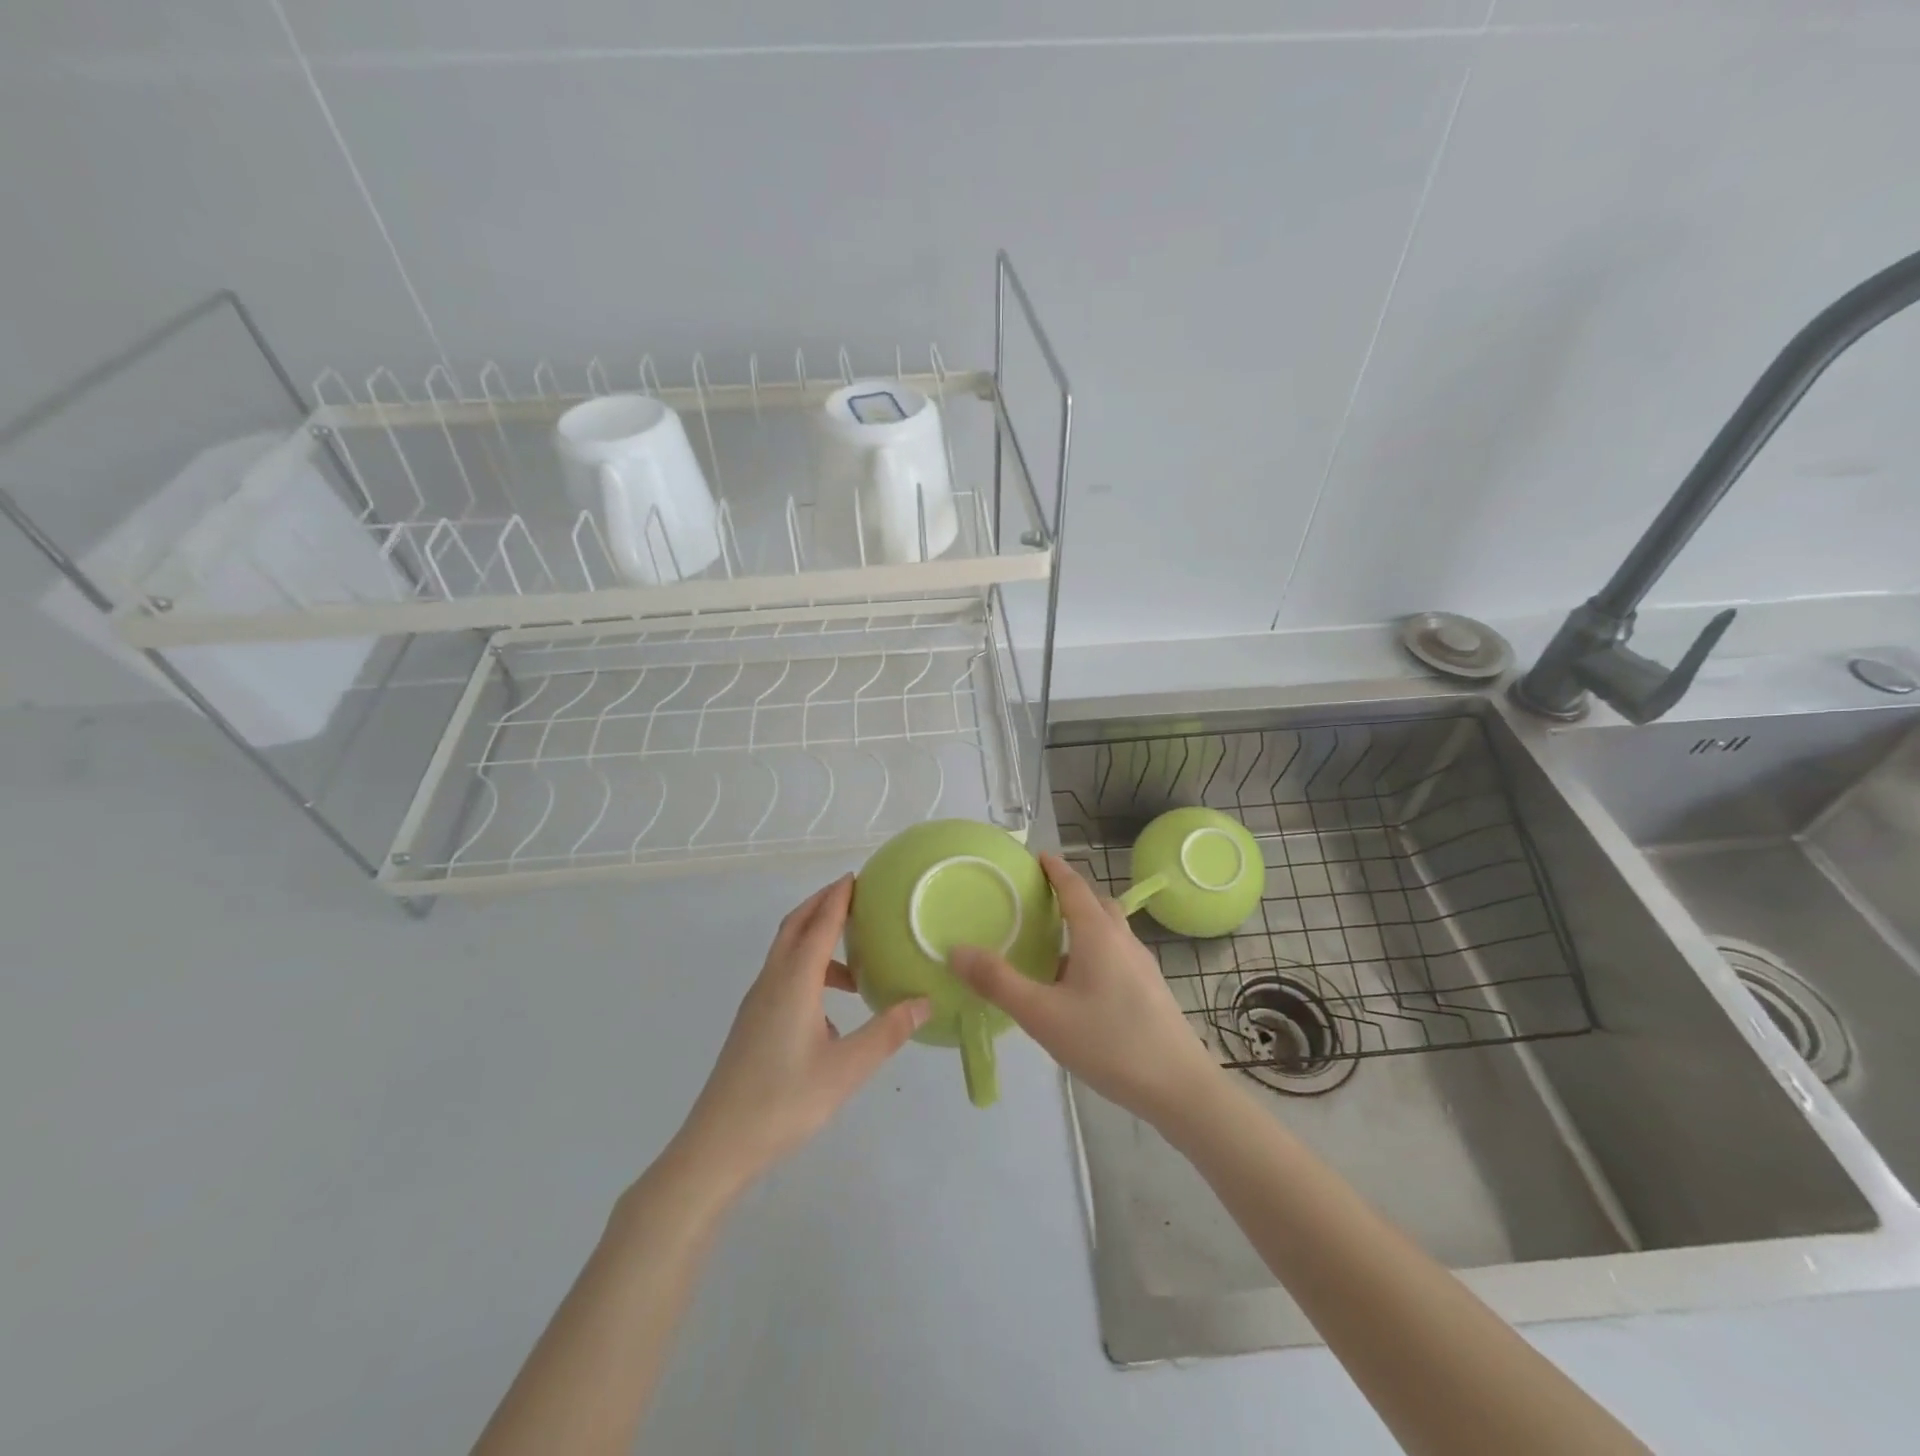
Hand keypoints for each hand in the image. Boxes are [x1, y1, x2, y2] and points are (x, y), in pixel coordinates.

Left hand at [672, 876, 929, 1196]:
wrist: (717, 1146)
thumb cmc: (784, 1102)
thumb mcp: (846, 1070)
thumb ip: (886, 1032)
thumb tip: (924, 1002)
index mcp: (793, 982)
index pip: (819, 924)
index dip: (838, 897)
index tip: (857, 876)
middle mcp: (771, 982)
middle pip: (795, 926)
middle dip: (822, 905)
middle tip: (855, 897)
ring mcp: (756, 1003)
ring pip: (787, 954)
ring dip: (816, 943)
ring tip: (855, 967)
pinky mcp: (752, 1024)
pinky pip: (782, 978)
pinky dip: (808, 972)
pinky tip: (830, 1013)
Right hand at [950, 852, 1218, 1127]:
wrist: (1179, 1088)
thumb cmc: (1109, 1042)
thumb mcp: (1043, 1015)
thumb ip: (998, 982)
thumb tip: (956, 950)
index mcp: (1098, 935)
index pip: (1074, 887)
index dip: (1055, 869)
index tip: (1037, 857)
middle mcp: (1123, 941)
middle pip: (1096, 903)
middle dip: (1070, 893)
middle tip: (1039, 899)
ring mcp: (1142, 966)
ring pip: (1110, 930)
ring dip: (1083, 924)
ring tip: (1052, 943)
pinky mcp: (1150, 990)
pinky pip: (1117, 954)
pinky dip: (1094, 950)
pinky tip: (1078, 986)